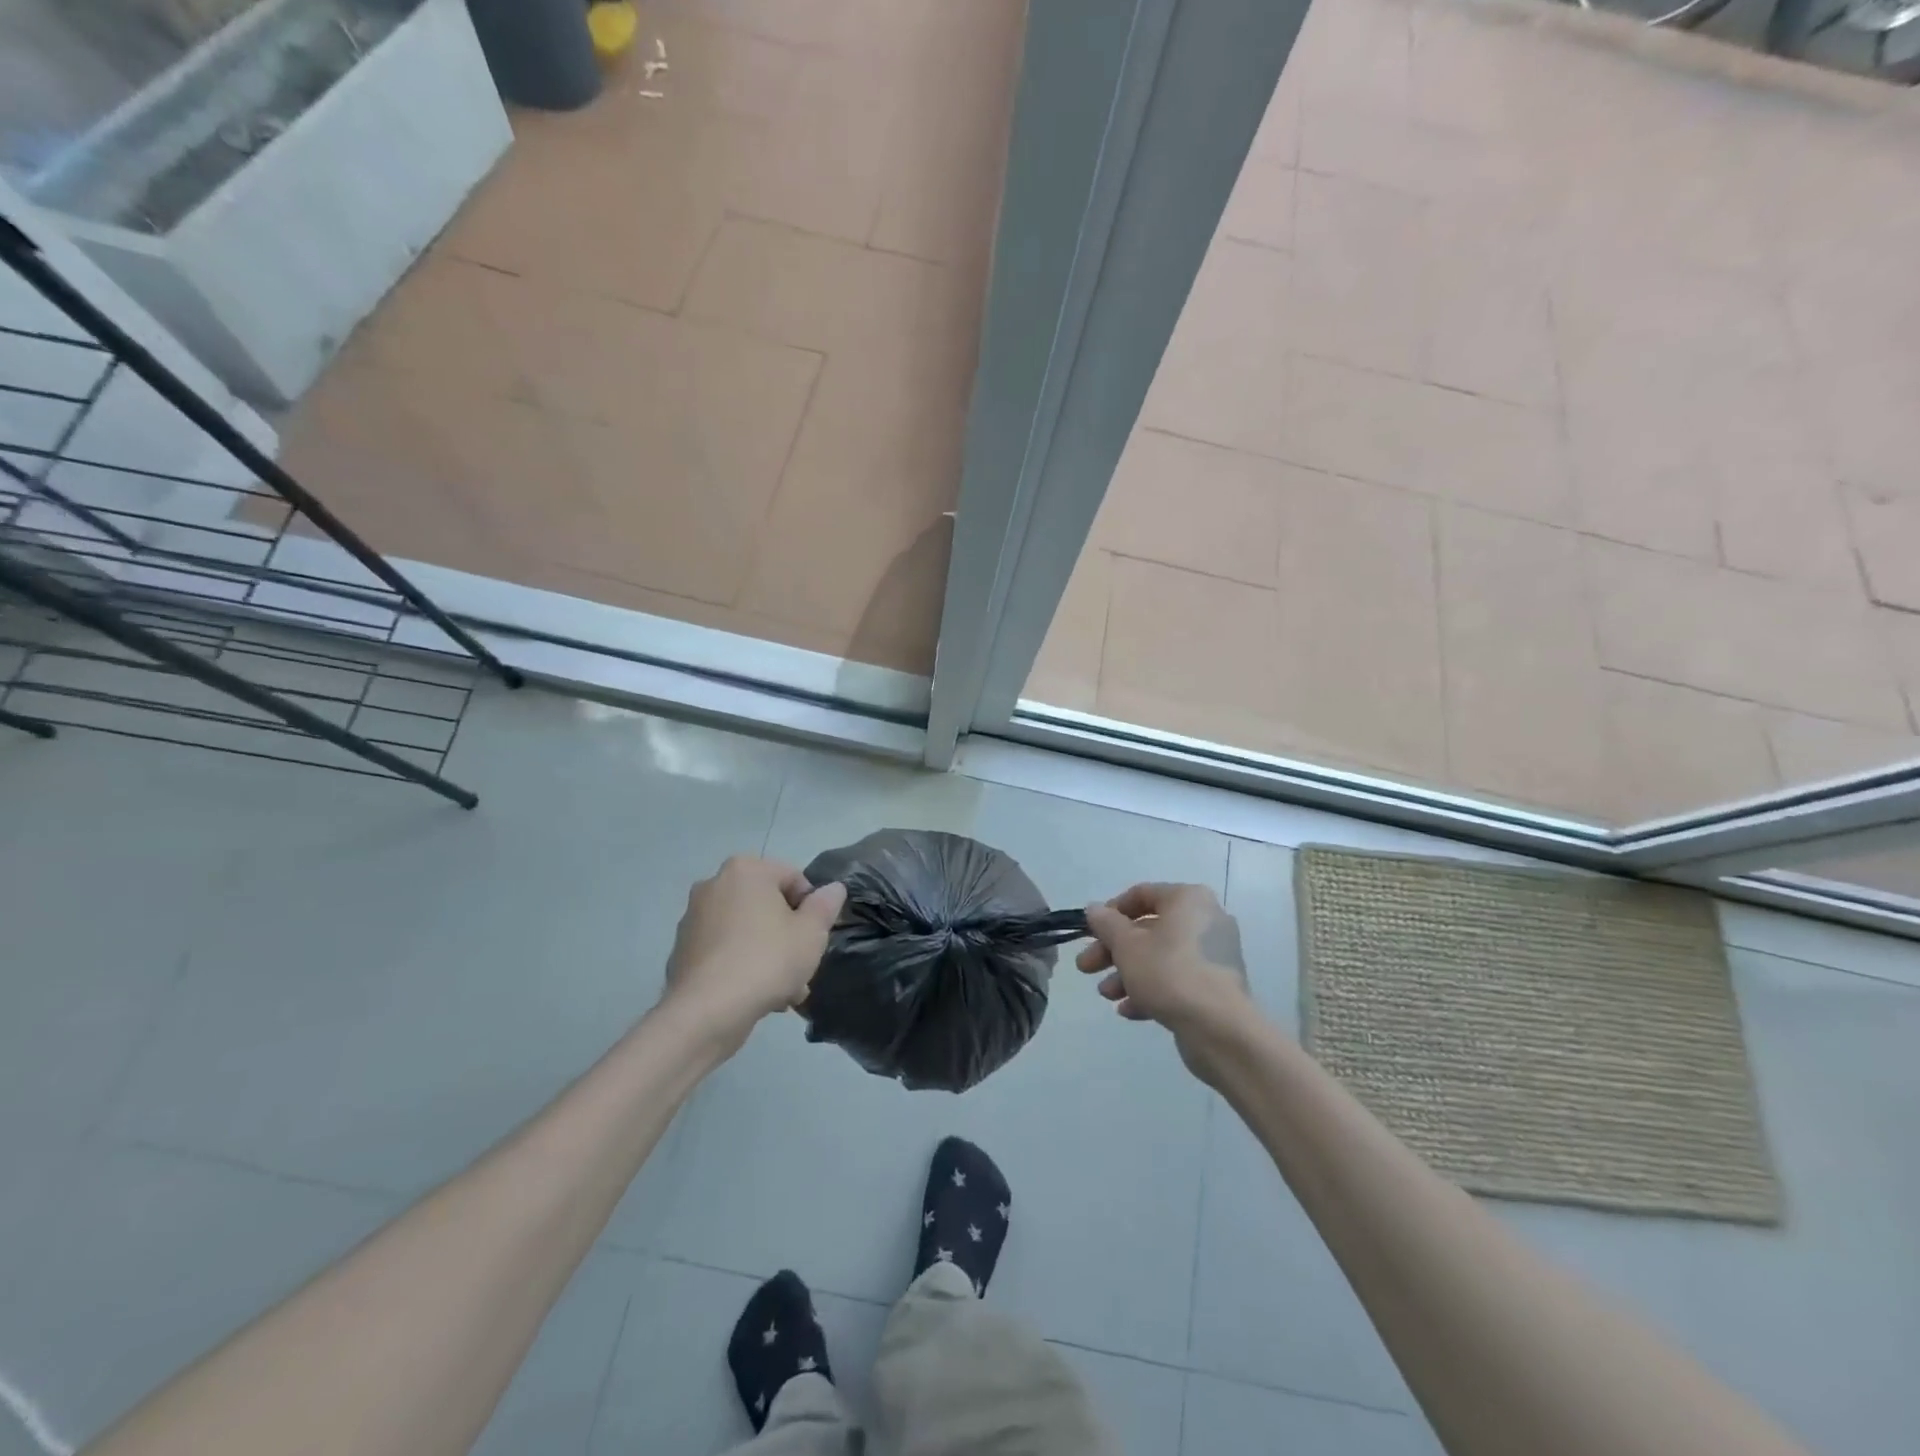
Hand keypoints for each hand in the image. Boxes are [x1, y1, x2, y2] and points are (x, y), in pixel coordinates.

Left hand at [663, 856, 846, 1043]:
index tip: (815, 938)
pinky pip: (725, 951)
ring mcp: (693, 918)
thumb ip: (825, 905)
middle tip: (803, 967)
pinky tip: (758, 996)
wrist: (706, 1012)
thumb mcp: (811, 933)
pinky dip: (742, 965)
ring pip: (747, 931)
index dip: (811, 908)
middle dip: (788, 935)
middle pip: (767, 906)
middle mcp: (714, 884)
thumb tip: (833, 889)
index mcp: (745, 870)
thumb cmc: (767, 960)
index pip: (793, 878)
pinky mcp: (683, 950)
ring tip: (785, 991)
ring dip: (769, 954)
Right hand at [1079, 883, 1253, 1076]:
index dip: (1110, 912)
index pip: (1142, 894)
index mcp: (1188, 899)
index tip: (1090, 932)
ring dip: (1128, 973)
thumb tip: (1094, 909)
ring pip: (1160, 957)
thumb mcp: (1127, 946)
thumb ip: (1106, 924)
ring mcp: (1214, 954)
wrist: (1220, 1029)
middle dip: (1113, 950)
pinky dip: (1151, 990)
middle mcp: (1205, 920)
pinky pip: (1177, 979)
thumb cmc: (1169, 973)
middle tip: (1086, 967)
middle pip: (1148, 929)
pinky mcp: (1216, 985)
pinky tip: (1128, 1010)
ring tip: (1105, 994)